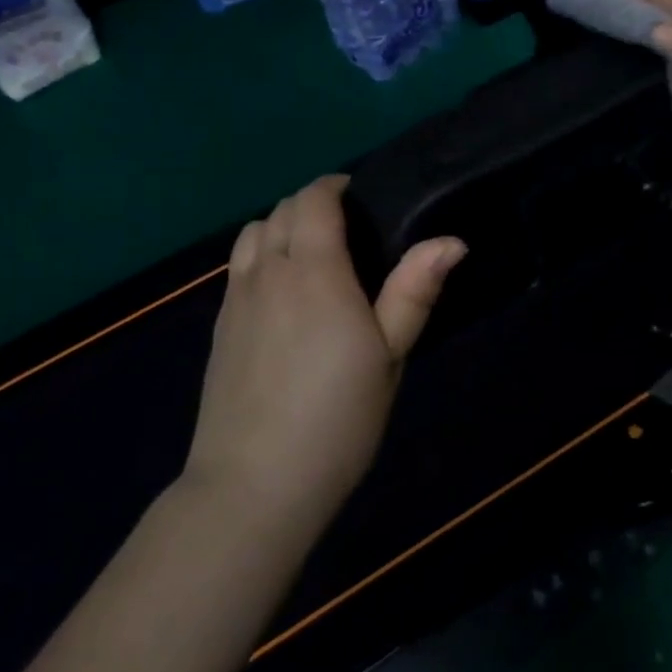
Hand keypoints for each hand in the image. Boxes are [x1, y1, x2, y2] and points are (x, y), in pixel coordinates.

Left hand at [184, 175, 465, 531]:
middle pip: (280, 210)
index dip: (334, 186)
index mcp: (315, 271)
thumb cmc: (337, 418)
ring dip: (281, 225)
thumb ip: (415, 291)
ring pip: (252, 232)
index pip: (313, 200)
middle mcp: (268, 272)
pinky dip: (259, 254)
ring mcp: (236, 298)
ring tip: (310, 252)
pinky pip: (237, 265)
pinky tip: (281, 291)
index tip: (360, 196)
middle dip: (311, 203)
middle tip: (347, 228)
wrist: (254, 485)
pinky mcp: (219, 325)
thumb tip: (451, 240)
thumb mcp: (390, 356)